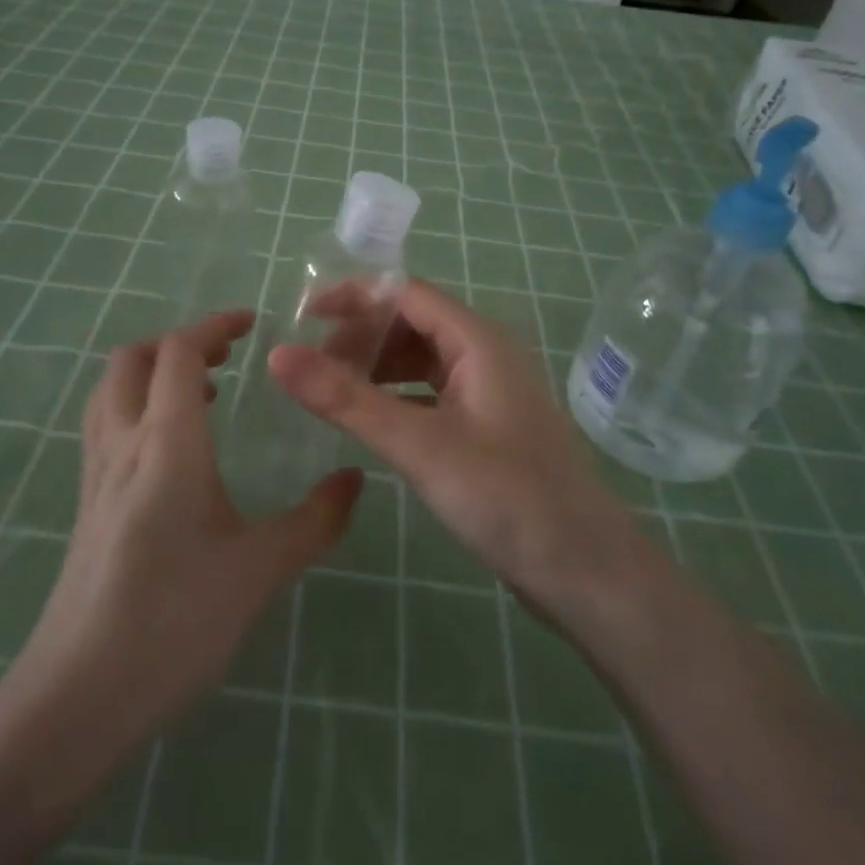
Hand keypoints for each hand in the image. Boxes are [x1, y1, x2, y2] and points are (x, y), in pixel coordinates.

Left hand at [17, 311, 361, 758]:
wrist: (76, 699)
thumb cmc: (174, 623)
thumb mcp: (260, 570)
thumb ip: (315, 520)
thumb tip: (356, 479)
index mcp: (166, 443)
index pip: (178, 352)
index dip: (214, 325)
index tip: (251, 324)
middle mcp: (122, 444)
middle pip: (131, 359)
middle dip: (177, 342)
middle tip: (226, 357)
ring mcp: (95, 475)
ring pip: (110, 390)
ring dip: (151, 372)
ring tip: (201, 394)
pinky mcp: (86, 505)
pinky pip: (105, 426)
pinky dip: (136, 407)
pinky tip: (171, 451)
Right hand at [269, 281, 652, 628]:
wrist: (586, 571)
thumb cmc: (506, 497)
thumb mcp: (418, 445)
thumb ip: (346, 399)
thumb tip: (277, 355)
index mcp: (478, 341)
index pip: (406, 293)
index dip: (354, 297)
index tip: (303, 317)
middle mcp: (487, 354)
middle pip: (413, 322)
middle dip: (362, 336)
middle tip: (312, 366)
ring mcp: (491, 392)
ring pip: (423, 360)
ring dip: (378, 367)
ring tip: (334, 393)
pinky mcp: (490, 427)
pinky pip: (434, 393)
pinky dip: (398, 396)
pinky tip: (374, 421)